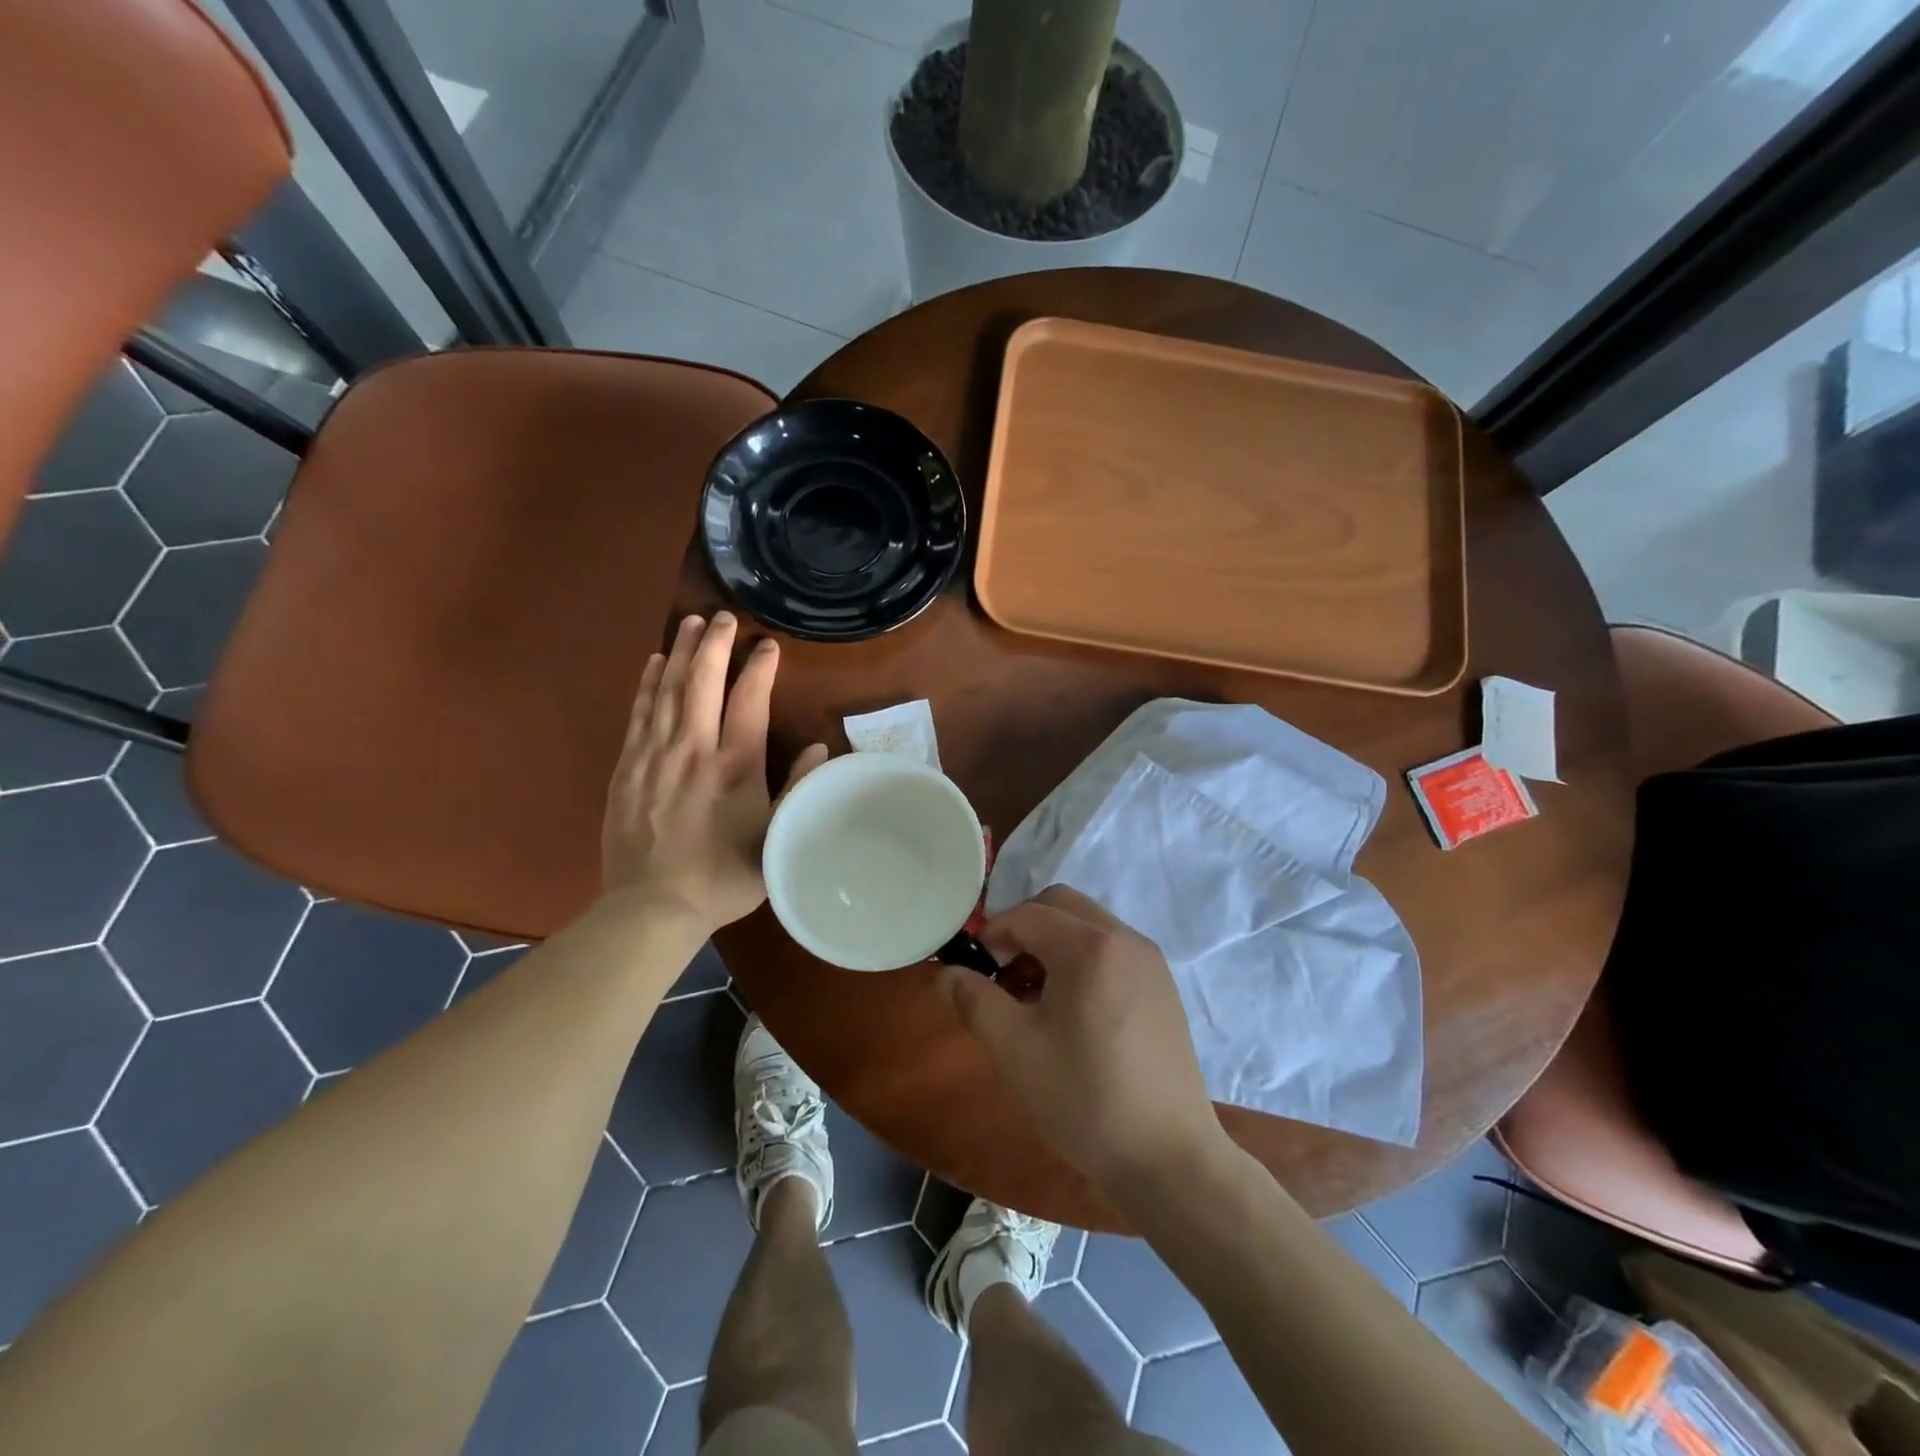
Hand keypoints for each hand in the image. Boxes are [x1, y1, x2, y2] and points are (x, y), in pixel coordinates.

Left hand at [602, 612, 827, 933]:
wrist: (652, 906)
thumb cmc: (724, 875)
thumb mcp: (776, 838)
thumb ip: (797, 789)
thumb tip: (819, 748)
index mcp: (734, 765)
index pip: (749, 700)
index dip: (759, 667)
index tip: (767, 644)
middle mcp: (693, 749)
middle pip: (702, 682)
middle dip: (714, 644)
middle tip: (722, 615)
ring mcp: (654, 755)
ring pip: (668, 690)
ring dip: (681, 652)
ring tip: (690, 622)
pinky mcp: (627, 767)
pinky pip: (639, 713)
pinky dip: (648, 684)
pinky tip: (654, 663)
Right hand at [943, 885, 1225, 1192]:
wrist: (1169, 1159)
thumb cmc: (1085, 1100)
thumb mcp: (1015, 1051)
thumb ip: (975, 1000)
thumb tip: (948, 973)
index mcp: (1090, 947)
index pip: (1028, 915)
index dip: (993, 935)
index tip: (977, 972)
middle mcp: (1125, 939)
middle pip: (1061, 905)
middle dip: (1024, 929)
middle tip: (1003, 976)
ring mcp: (1150, 961)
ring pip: (1088, 925)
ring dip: (1053, 943)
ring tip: (1034, 997)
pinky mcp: (1163, 986)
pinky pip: (1112, 949)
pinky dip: (1082, 958)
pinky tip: (1072, 1011)